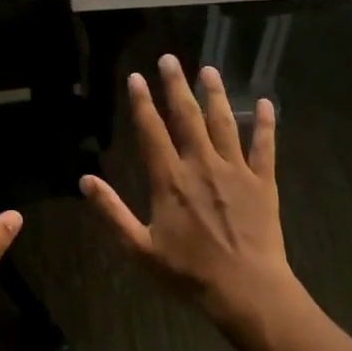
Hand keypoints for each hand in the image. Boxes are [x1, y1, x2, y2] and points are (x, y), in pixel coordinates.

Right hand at [81, 55, 303, 334]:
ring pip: (224, 123)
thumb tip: (85, 180)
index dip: (142, 103)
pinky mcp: (263, 182)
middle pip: (187, 117)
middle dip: (176, 86)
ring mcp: (235, 171)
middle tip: (170, 59)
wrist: (247, 291)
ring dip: (215, 94)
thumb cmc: (189, 273)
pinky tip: (266, 102)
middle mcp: (201, 165)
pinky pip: (264, 146)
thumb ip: (112, 212)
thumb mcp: (140, 248)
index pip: (152, 131)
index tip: (136, 77)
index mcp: (170, 180)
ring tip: (208, 69)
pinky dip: (266, 123)